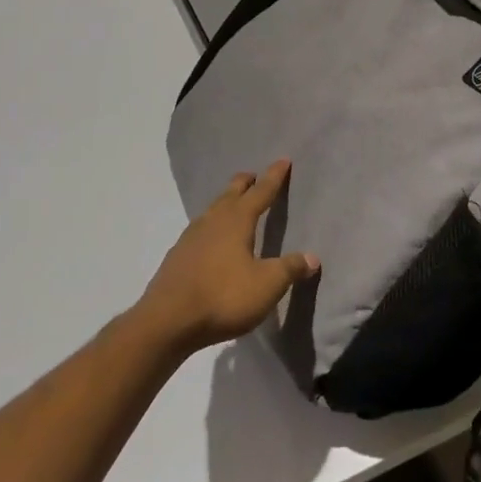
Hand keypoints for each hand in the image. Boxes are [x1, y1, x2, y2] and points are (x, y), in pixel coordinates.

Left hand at [136, 161, 319, 353]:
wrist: (167, 321)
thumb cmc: (223, 296)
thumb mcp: (267, 285)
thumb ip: (290, 269)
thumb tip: (312, 258)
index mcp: (237, 220)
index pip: (261, 191)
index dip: (274, 176)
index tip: (283, 160)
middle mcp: (213, 220)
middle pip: (231, 192)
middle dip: (246, 182)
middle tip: (255, 177)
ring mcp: (191, 236)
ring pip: (213, 209)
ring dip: (226, 202)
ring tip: (235, 205)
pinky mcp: (178, 256)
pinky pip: (200, 229)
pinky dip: (212, 225)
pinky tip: (212, 240)